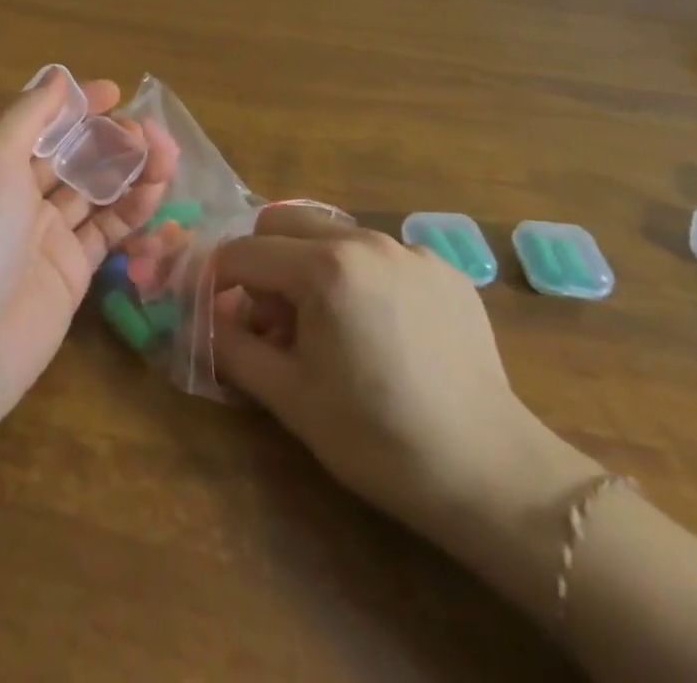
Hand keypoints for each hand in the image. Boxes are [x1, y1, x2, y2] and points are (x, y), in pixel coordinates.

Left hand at [0, 71, 178, 428]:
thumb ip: (28, 115)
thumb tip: (57, 75)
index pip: (44, 123)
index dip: (79, 106)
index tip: (116, 94)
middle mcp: (21, 194)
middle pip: (76, 155)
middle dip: (113, 138)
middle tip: (151, 133)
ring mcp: (48, 234)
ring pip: (97, 190)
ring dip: (131, 170)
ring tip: (166, 156)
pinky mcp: (72, 272)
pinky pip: (108, 231)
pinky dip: (133, 210)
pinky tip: (156, 194)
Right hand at [212, 205, 600, 542]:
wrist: (492, 476)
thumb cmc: (378, 438)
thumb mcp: (289, 397)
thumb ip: (232, 347)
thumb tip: (204, 320)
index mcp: (323, 266)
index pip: (244, 253)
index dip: (218, 282)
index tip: (217, 315)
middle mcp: (364, 240)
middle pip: (282, 222)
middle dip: (261, 262)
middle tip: (271, 320)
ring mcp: (409, 250)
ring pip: (330, 234)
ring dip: (307, 266)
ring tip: (325, 327)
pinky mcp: (443, 269)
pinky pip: (378, 254)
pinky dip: (357, 277)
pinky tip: (378, 330)